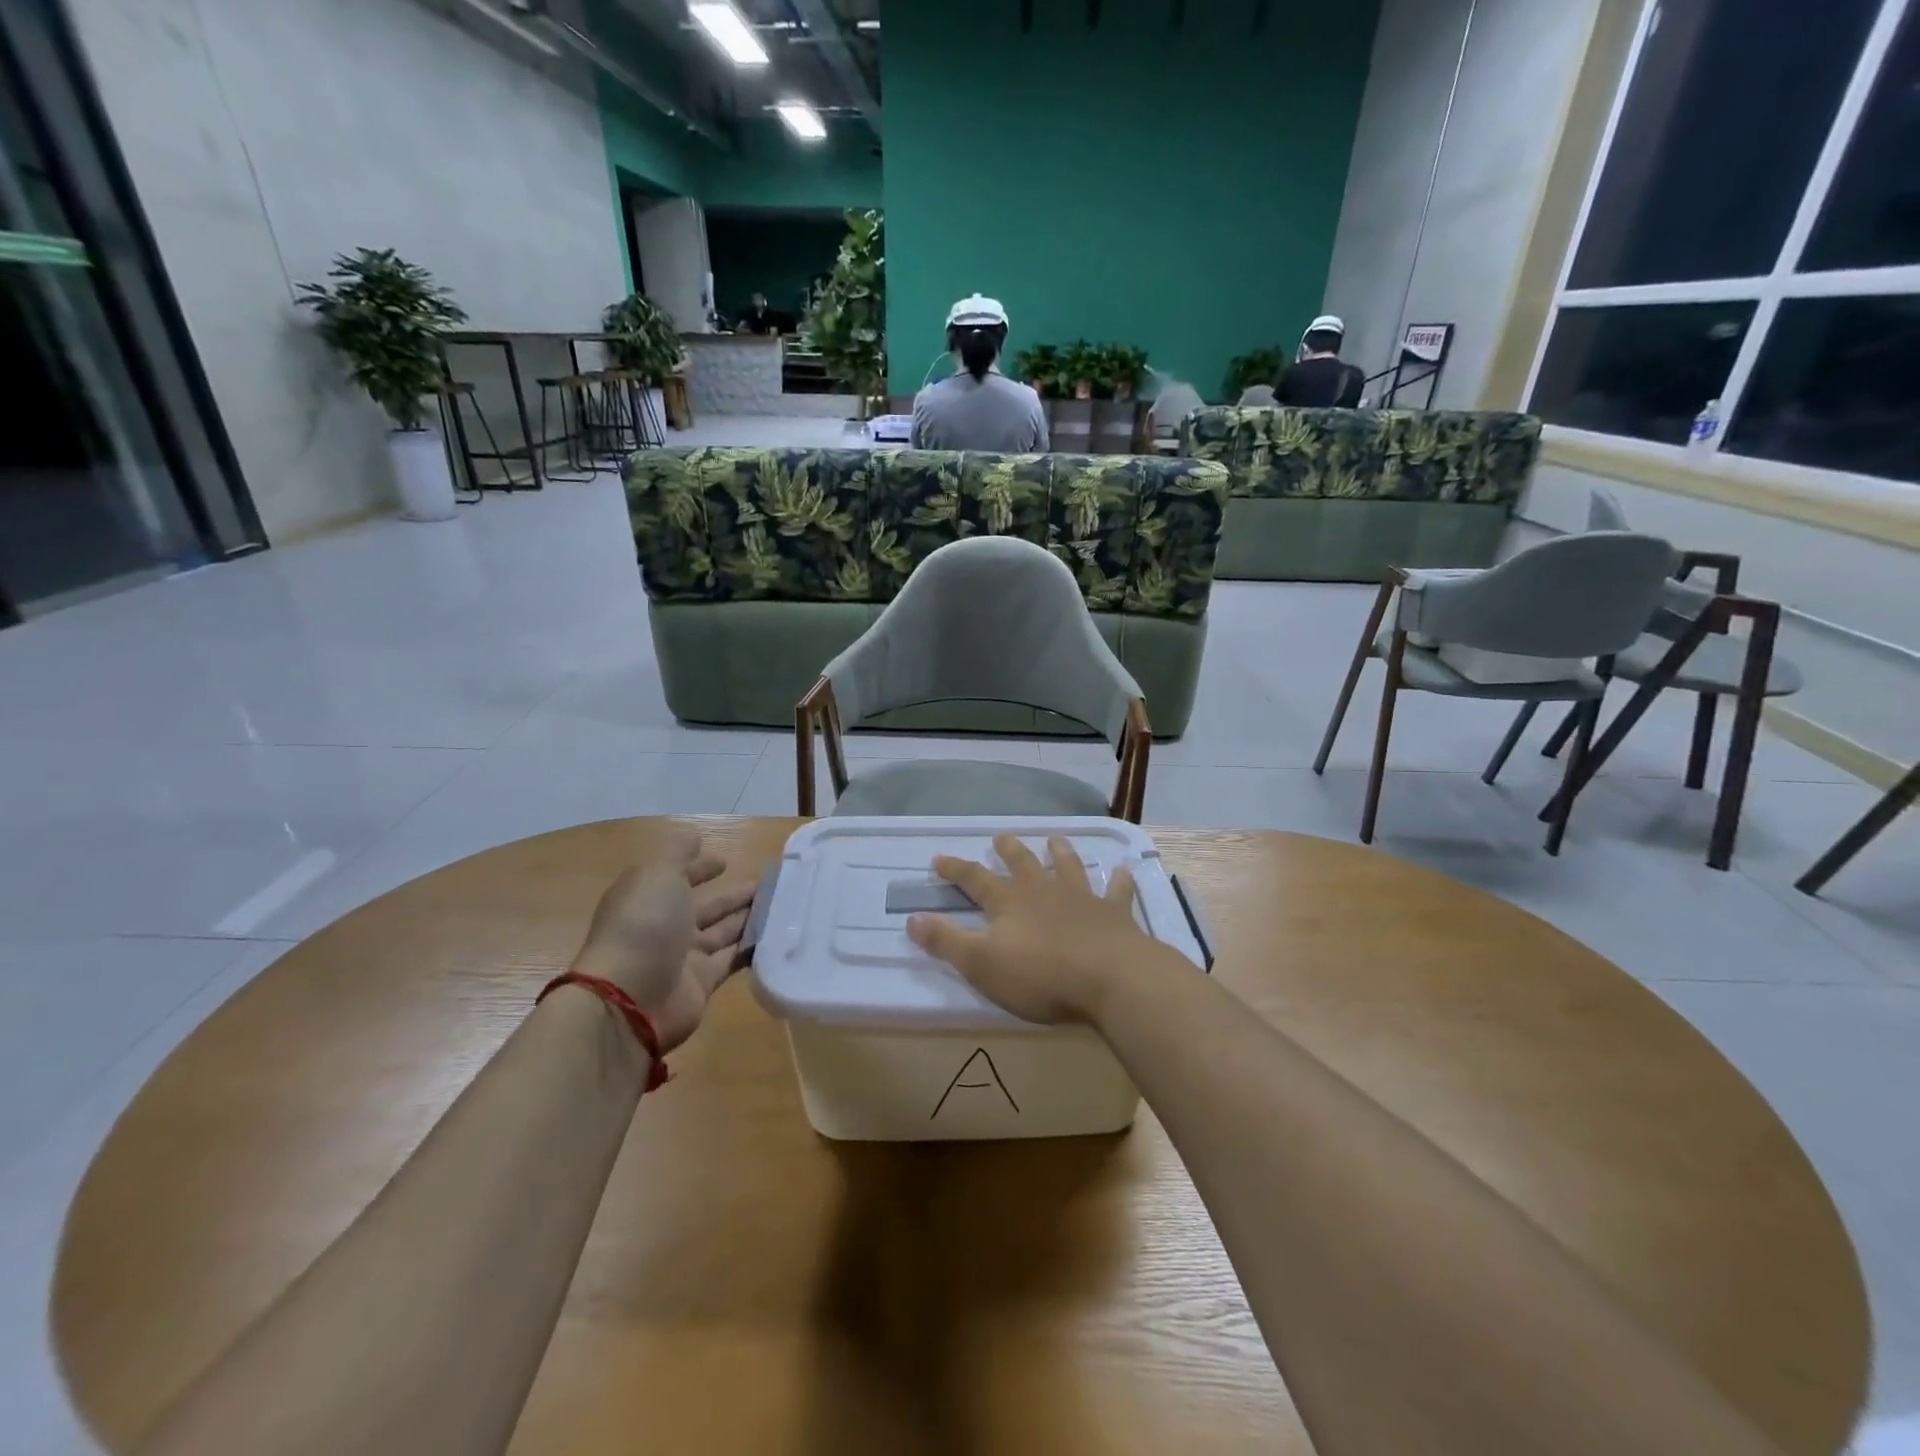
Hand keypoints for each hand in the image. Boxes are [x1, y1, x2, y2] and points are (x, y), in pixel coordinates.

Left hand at [569, 833, 756, 1051]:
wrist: (632, 998)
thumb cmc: (644, 926)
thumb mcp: (658, 874)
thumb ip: (678, 852)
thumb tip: (694, 836)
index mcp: (649, 898)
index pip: (677, 877)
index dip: (699, 868)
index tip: (725, 861)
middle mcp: (665, 927)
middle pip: (705, 907)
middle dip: (732, 895)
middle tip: (767, 884)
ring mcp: (684, 958)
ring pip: (722, 932)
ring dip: (747, 918)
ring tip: (780, 904)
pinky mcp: (703, 983)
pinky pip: (732, 959)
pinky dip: (751, 948)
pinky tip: (776, 935)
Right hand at [907, 834, 1162, 1024]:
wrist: (1110, 978)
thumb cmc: (1040, 975)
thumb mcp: (981, 964)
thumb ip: (946, 941)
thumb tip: (911, 919)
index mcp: (1009, 902)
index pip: (975, 879)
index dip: (956, 869)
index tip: (939, 858)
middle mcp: (1043, 891)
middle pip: (1022, 863)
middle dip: (1009, 850)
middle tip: (1001, 836)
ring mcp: (1082, 898)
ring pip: (1068, 866)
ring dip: (1060, 852)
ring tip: (1055, 839)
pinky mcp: (1114, 913)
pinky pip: (1117, 891)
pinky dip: (1119, 880)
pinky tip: (1123, 871)